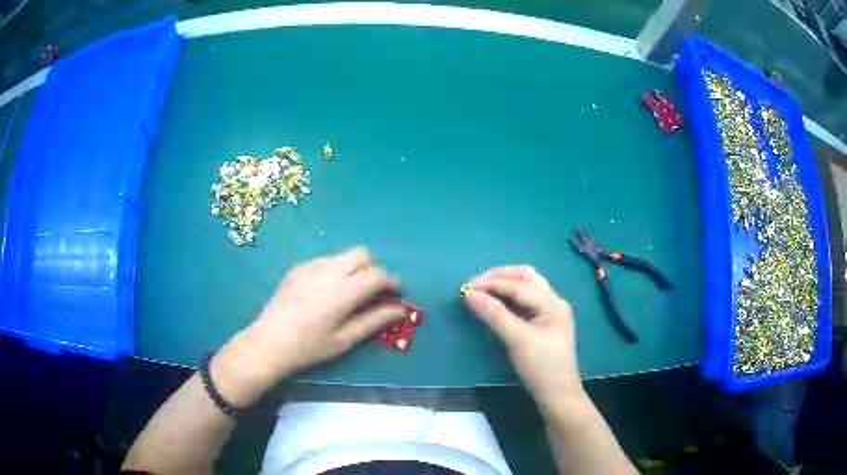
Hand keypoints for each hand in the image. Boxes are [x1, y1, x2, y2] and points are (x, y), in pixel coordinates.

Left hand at [212, 247, 406, 405]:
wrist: (269, 342)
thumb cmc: (310, 347)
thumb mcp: (346, 338)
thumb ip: (375, 320)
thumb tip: (401, 310)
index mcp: (343, 291)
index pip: (377, 275)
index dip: (392, 282)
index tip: (395, 295)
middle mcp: (328, 271)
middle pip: (362, 254)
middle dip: (374, 268)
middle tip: (373, 291)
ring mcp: (310, 266)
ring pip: (343, 255)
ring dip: (354, 268)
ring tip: (350, 292)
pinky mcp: (298, 268)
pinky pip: (325, 260)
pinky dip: (335, 270)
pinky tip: (326, 292)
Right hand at [463, 266, 582, 404]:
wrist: (558, 393)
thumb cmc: (540, 367)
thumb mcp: (517, 340)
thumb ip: (494, 314)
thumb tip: (469, 294)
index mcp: (552, 302)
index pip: (518, 284)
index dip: (491, 283)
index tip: (466, 287)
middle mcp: (554, 301)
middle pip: (526, 277)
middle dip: (500, 276)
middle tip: (475, 284)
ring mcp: (551, 311)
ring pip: (527, 286)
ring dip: (505, 284)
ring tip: (483, 289)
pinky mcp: (545, 322)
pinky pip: (526, 299)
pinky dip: (510, 296)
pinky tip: (497, 302)